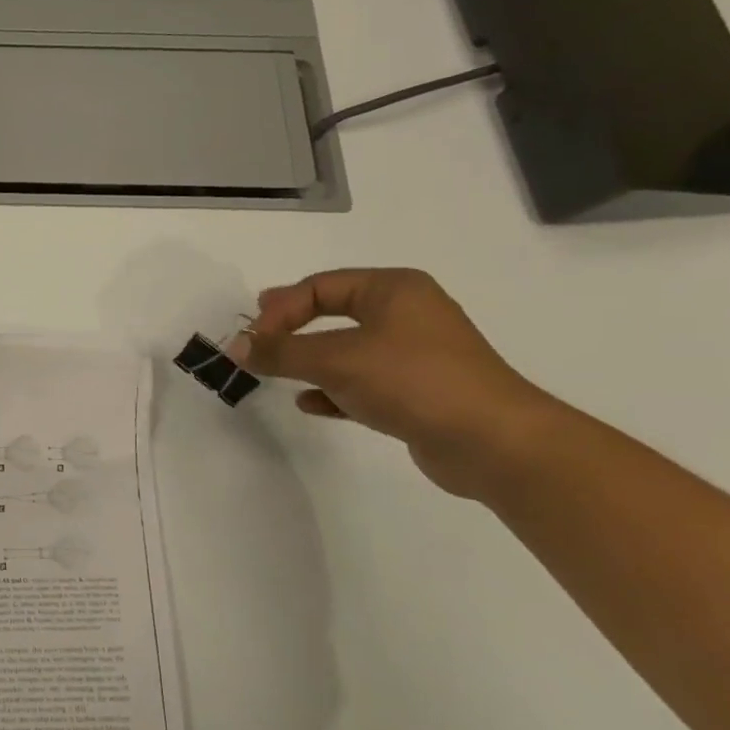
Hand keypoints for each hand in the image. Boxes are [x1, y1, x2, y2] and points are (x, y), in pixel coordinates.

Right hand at [229, 269, 559, 498]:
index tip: (252, 339)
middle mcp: (407, 314)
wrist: (494, 443)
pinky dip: (333, 389)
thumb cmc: (413, 381)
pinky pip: (362, 382)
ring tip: (277, 372)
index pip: (319, 286)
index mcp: (394, 289)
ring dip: (309, 360)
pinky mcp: (418, 392)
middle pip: (333, 312)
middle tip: (258, 341)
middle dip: (292, 328)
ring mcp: (415, 354)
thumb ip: (281, 351)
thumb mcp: (337, 360)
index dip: (279, 309)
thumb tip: (234, 346)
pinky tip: (310, 404)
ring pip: (346, 349)